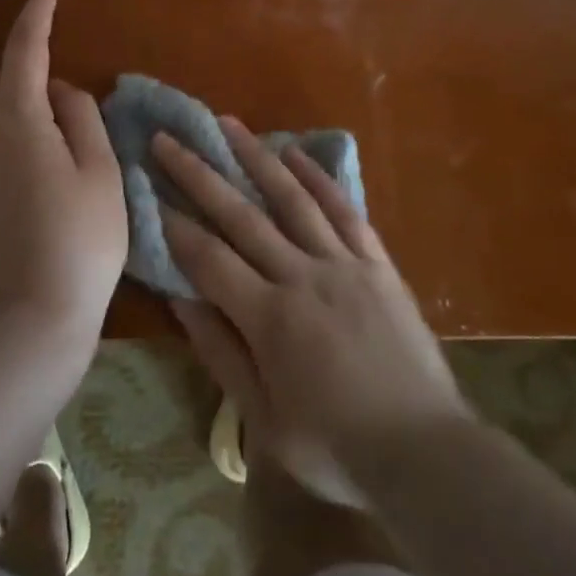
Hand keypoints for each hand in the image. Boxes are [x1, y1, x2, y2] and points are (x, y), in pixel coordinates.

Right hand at [156, 122, 469, 505]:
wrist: (426, 452)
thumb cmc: (335, 446)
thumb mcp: (264, 419)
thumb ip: (221, 353)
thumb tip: (181, 299)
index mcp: (269, 318)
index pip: (209, 258)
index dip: (175, 224)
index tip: (149, 189)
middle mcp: (302, 275)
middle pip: (241, 215)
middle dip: (199, 175)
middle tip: (169, 139)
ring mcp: (342, 262)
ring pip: (292, 198)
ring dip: (256, 157)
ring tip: (227, 124)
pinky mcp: (376, 261)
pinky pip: (344, 210)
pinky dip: (318, 178)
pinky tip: (296, 153)